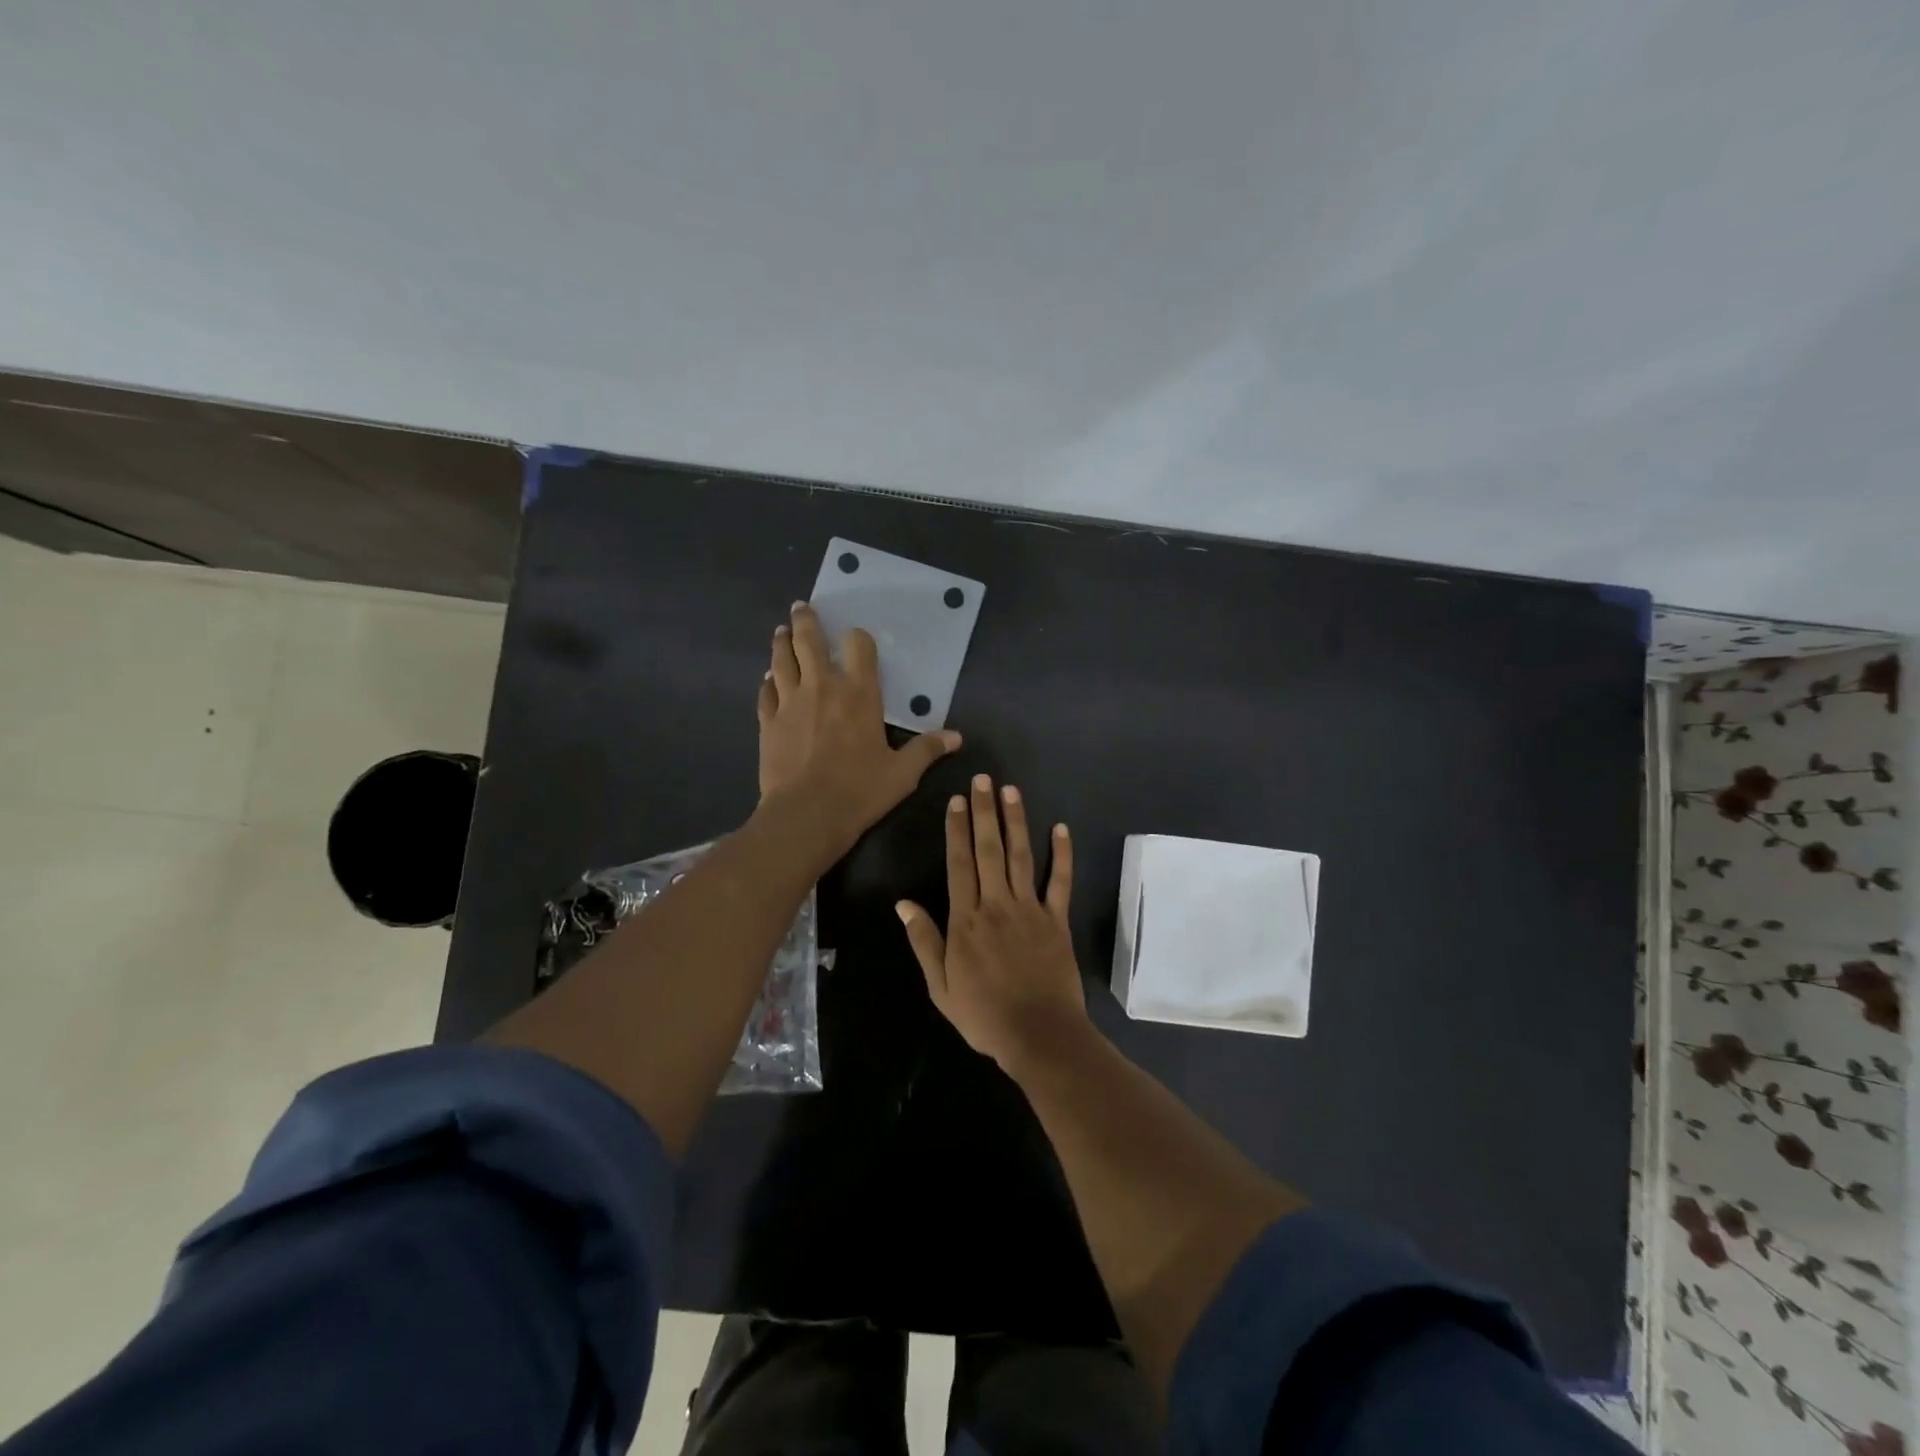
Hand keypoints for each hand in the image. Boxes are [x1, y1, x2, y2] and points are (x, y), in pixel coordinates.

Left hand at [757, 602, 961, 859]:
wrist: (806, 815)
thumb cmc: (860, 791)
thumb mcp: (902, 773)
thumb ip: (927, 750)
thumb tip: (957, 738)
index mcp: (859, 693)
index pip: (858, 646)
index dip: (857, 638)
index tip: (855, 638)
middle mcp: (822, 687)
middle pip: (809, 641)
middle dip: (806, 621)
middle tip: (801, 607)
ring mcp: (790, 702)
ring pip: (782, 660)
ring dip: (781, 643)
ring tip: (780, 631)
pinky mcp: (768, 722)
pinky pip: (766, 692)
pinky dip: (768, 682)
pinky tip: (767, 679)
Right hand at [896, 774, 1086, 1070]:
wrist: (1039, 1035)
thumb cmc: (984, 1014)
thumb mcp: (940, 985)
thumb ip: (924, 941)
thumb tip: (903, 903)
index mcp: (966, 920)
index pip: (959, 864)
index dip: (956, 830)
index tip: (956, 801)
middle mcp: (997, 905)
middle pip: (989, 850)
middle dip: (984, 812)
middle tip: (983, 780)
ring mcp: (1030, 910)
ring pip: (1022, 856)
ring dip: (1016, 821)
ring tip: (1010, 791)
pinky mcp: (1057, 920)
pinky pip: (1060, 882)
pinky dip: (1062, 855)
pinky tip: (1061, 829)